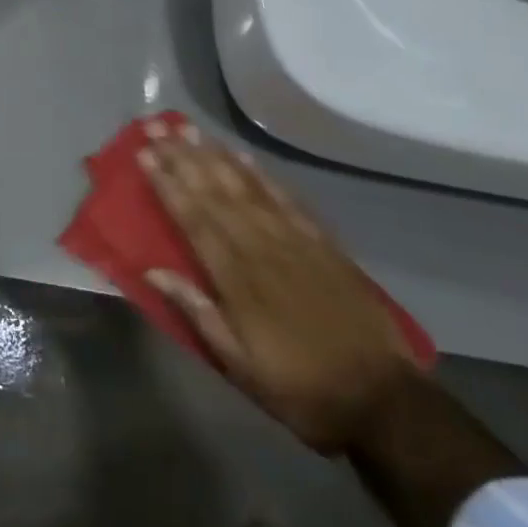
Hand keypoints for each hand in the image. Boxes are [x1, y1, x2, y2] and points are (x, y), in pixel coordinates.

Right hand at [140, 123, 415, 453]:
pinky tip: (242, 154)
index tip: (144, 154)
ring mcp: (292, 239)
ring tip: (190, 128)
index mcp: (235, 277)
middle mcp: (259, 246)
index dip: (167, 184)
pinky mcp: (320, 241)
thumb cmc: (299, 387)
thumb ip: (197, 312)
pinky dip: (260, 173)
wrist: (382, 399)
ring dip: (214, 155)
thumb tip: (152, 270)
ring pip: (245, 186)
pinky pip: (283, 197)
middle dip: (182, 157)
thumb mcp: (239, 365)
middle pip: (214, 192)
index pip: (193, 218)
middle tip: (158, 127)